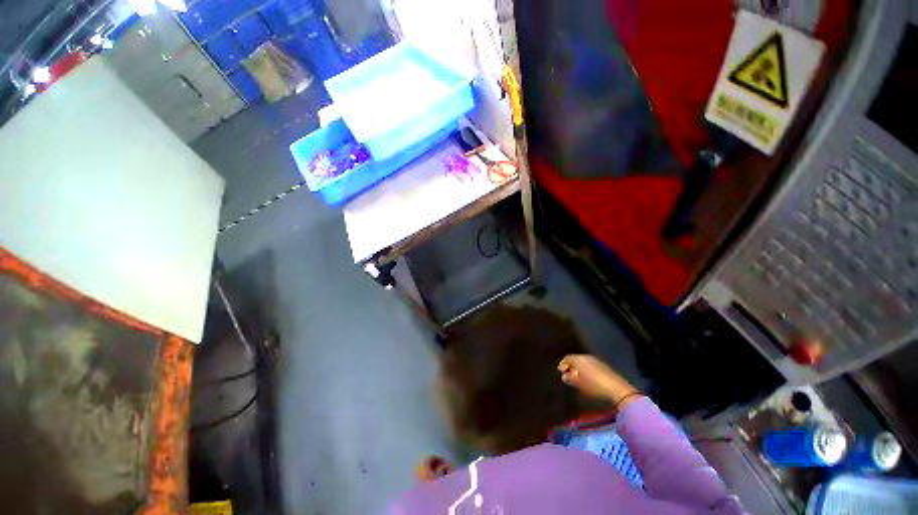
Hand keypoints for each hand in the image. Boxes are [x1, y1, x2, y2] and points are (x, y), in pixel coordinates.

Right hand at [558, 354, 640, 405]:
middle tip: (568, 375)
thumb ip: (569, 379)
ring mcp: (596, 361)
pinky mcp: (604, 367)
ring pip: (583, 363)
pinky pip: (590, 366)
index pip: (567, 358)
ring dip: (579, 369)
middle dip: (571, 367)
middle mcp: (587, 357)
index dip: (562, 364)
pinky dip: (586, 370)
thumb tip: (565, 376)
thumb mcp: (578, 384)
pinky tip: (588, 379)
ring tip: (577, 378)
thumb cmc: (594, 386)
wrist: (617, 389)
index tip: (560, 371)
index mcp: (579, 359)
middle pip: (575, 359)